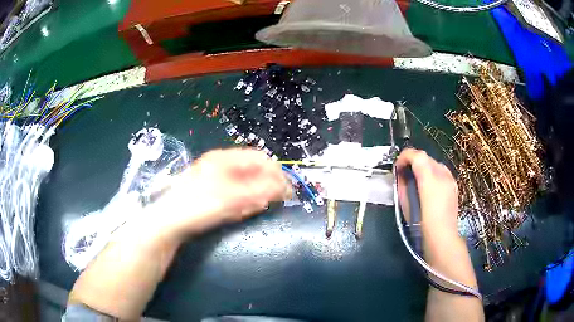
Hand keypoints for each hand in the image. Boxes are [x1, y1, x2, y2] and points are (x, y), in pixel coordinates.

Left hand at [144, 148, 291, 238]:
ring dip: (253, 198)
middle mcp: (222, 166)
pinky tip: (238, 213)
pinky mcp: (214, 193)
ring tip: (247, 211)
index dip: (276, 173)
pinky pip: (236, 195)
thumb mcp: (230, 198)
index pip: (259, 159)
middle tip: (265, 205)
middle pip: (253, 171)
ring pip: (246, 185)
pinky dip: (242, 204)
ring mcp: (217, 179)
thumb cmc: (197, 206)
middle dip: (264, 188)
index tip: (287, 191)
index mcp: (224, 159)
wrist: (169, 222)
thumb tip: (284, 187)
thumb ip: (259, 191)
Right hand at [395, 148, 459, 245]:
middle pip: (426, 157)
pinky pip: (442, 172)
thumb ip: (403, 186)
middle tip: (404, 173)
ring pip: (434, 163)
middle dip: (413, 161)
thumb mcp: (407, 206)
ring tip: (416, 179)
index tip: (398, 167)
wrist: (443, 239)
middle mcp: (442, 175)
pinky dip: (432, 173)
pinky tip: (428, 186)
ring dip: (423, 166)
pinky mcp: (454, 186)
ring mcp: (450, 179)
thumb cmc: (422, 226)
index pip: (417, 156)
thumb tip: (400, 175)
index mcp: (430, 180)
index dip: (404, 156)